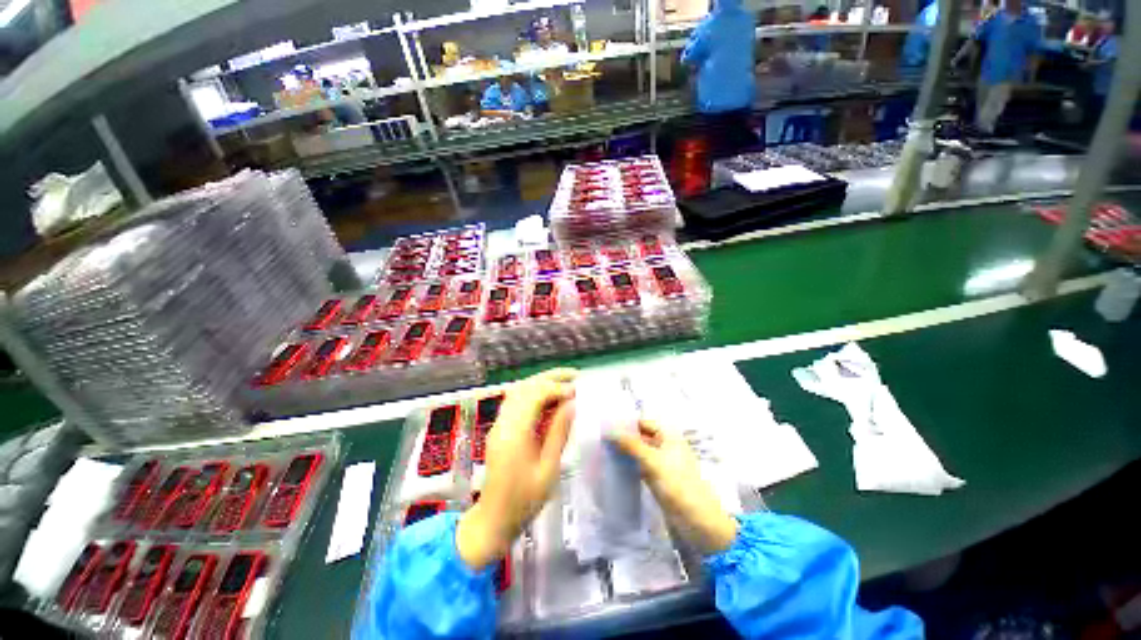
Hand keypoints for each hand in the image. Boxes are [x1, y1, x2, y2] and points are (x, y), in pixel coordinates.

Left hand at [456, 368, 576, 569]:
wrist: (493, 520)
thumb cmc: (524, 501)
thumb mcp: (548, 469)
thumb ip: (559, 433)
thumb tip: (572, 404)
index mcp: (515, 433)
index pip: (535, 395)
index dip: (557, 388)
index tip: (578, 391)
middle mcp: (503, 423)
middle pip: (525, 387)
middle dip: (550, 377)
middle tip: (574, 375)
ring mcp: (499, 424)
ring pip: (518, 390)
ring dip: (541, 381)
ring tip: (564, 381)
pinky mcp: (499, 428)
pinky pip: (515, 400)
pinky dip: (533, 392)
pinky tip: (548, 396)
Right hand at [612, 420, 737, 555]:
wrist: (699, 523)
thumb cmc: (678, 486)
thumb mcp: (652, 461)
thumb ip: (630, 444)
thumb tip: (608, 430)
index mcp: (668, 435)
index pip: (642, 422)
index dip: (625, 423)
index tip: (604, 427)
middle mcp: (665, 445)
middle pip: (640, 435)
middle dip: (622, 437)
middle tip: (599, 440)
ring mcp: (661, 462)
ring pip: (638, 451)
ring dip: (623, 451)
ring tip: (602, 452)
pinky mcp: (657, 478)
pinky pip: (639, 465)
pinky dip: (628, 464)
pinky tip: (613, 467)